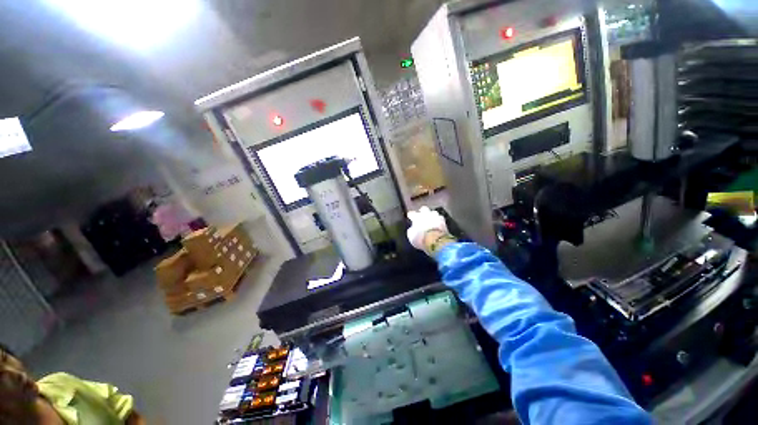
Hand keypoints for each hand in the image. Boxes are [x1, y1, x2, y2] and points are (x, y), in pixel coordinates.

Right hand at [406, 206, 448, 250]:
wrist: (437, 241)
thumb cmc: (421, 239)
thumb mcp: (411, 237)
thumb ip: (411, 230)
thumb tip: (412, 229)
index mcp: (417, 217)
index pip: (412, 213)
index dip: (410, 215)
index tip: (410, 217)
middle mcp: (426, 214)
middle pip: (424, 209)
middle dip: (422, 211)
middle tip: (421, 215)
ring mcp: (436, 217)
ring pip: (433, 212)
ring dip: (431, 215)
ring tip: (431, 219)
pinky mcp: (444, 222)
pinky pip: (440, 218)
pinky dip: (438, 221)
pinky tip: (438, 224)